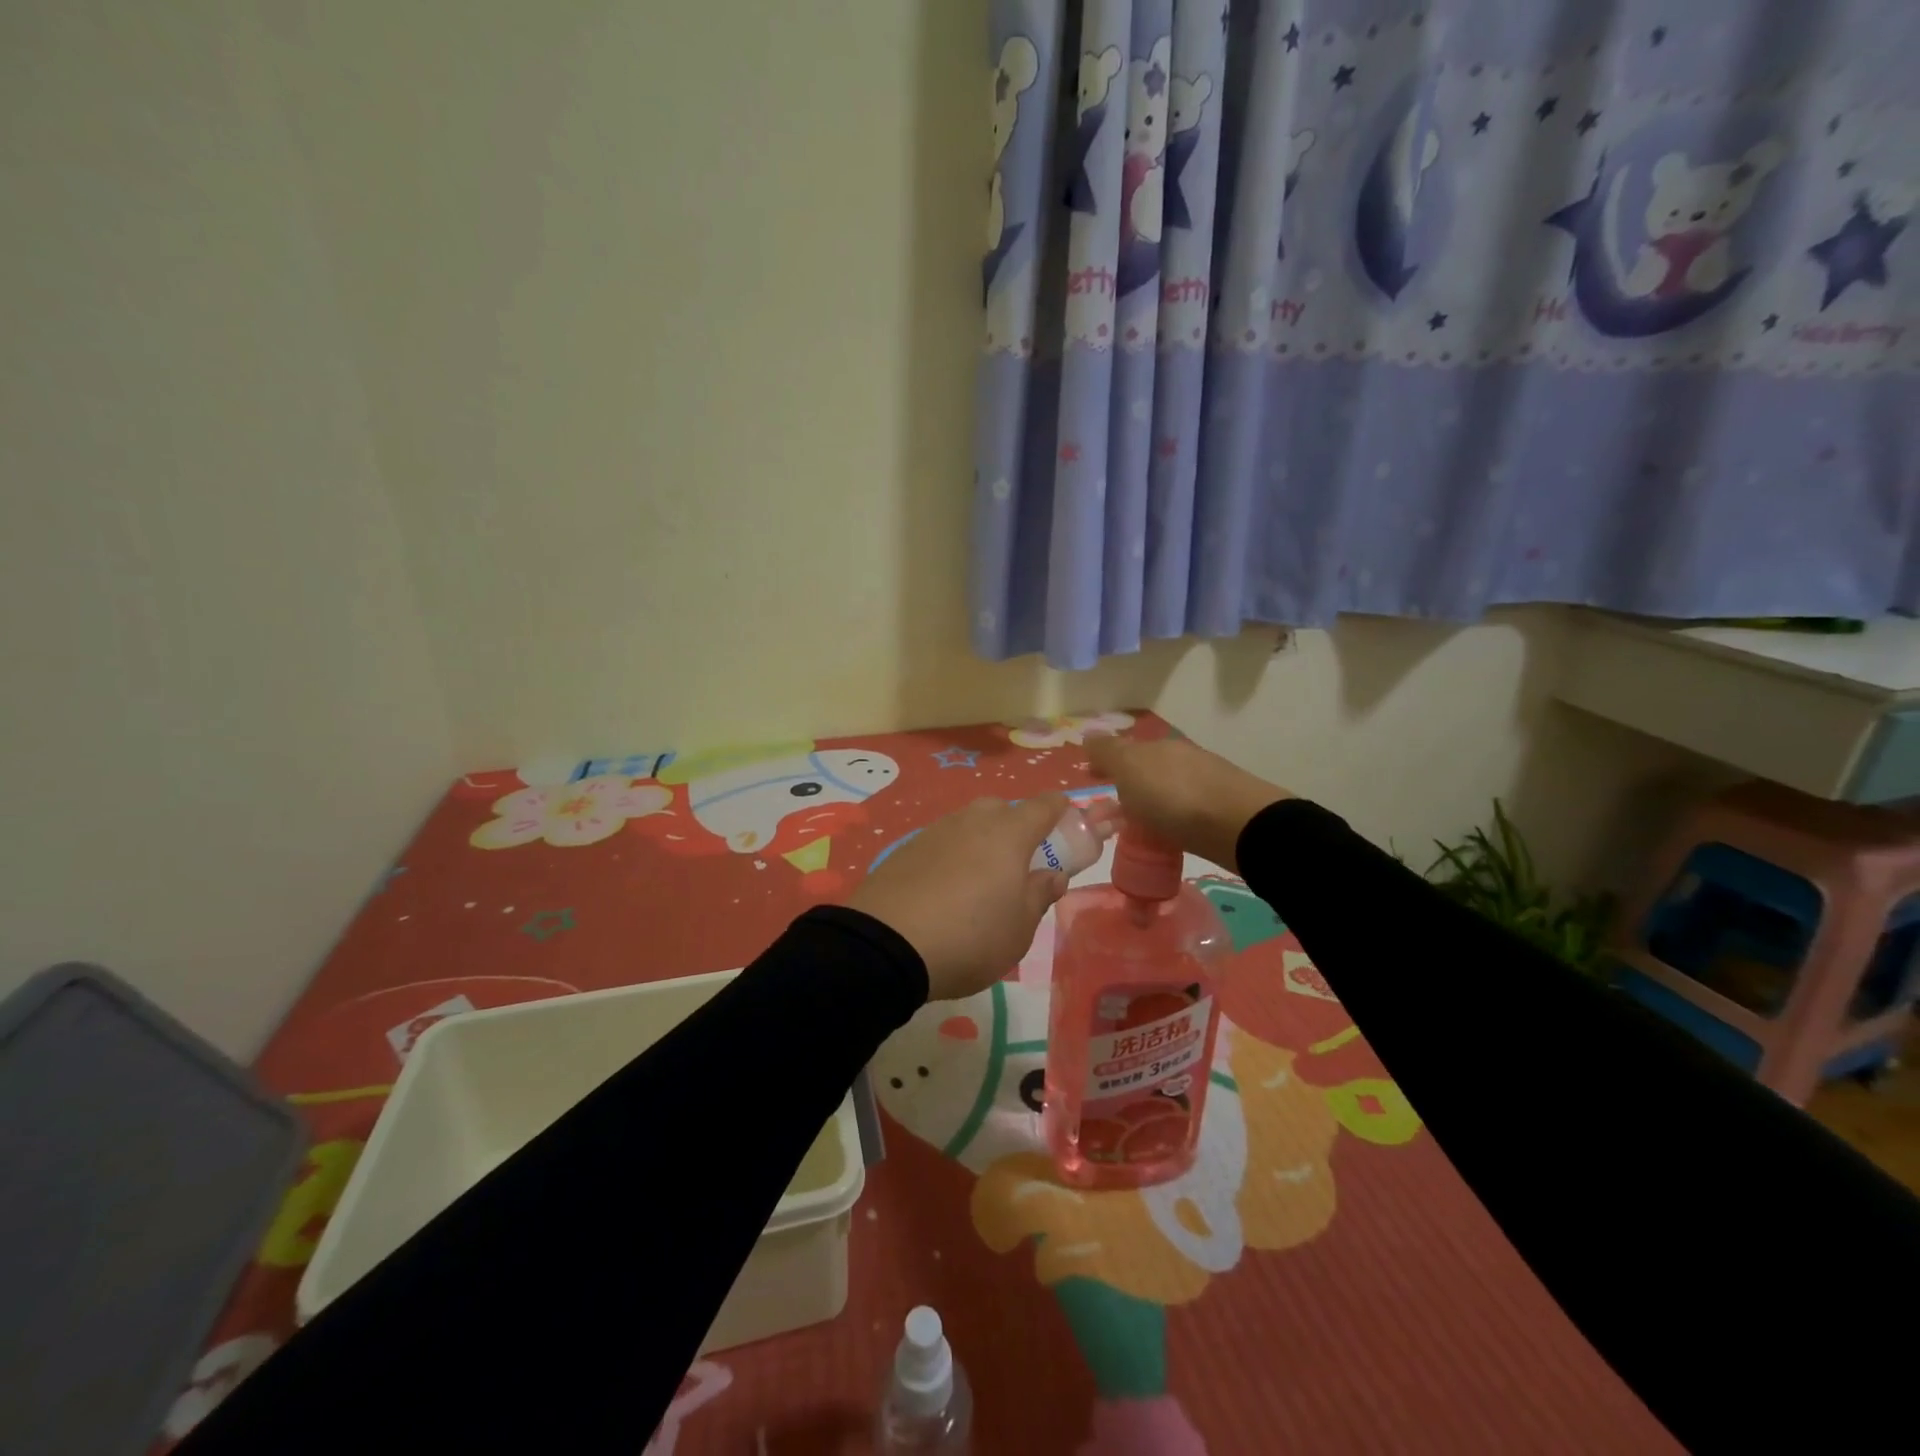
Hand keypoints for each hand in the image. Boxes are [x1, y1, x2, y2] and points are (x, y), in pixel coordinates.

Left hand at [849, 795, 1069, 1002]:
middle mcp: (972, 821)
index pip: (1044, 806)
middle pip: (1002, 809)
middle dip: (1016, 827)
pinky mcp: (904, 849)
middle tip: (1020, 864)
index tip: (1068, 824)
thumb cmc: (970, 937)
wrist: (886, 945)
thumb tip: (1053, 875)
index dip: (1060, 811)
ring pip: (968, 824)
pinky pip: (941, 843)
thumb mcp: (1019, 929)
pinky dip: (951, 857)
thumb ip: (1040, 895)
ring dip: (981, 842)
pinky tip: (944, 890)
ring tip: (979, 882)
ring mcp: (934, 831)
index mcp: (1009, 834)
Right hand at [1085, 734, 1287, 873]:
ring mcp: (1203, 782)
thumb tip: (1088, 735)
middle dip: (1126, 785)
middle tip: (1110, 812)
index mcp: (1155, 747)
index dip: (1104, 763)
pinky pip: (1182, 811)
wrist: (1239, 826)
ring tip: (1136, 830)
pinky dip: (1169, 819)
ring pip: (1165, 790)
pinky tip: (1167, 835)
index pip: (1122, 749)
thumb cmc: (1174, 797)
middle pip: (1144, 769)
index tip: (1091, 779)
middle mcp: (1179, 758)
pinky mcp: (1219, 809)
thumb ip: (1107, 753)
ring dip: (1148, 803)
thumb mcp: (1130, 769)